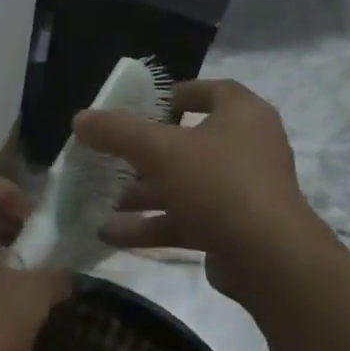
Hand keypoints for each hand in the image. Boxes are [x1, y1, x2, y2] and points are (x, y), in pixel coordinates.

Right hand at [72, 78, 334, 301]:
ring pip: (185, 185)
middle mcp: (248, 149)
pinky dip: (151, 224)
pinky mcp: (235, 230)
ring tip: (102, 200)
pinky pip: (186, 220)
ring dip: (144, 193)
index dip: (182, 92)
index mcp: (243, 116)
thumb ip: (117, 132)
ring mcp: (243, 192)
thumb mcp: (158, 150)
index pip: (215, 91)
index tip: (149, 103)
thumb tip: (80, 119)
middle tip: (113, 155)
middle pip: (191, 143)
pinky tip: (110, 233)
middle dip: (147, 152)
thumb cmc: (217, 184)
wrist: (269, 260)